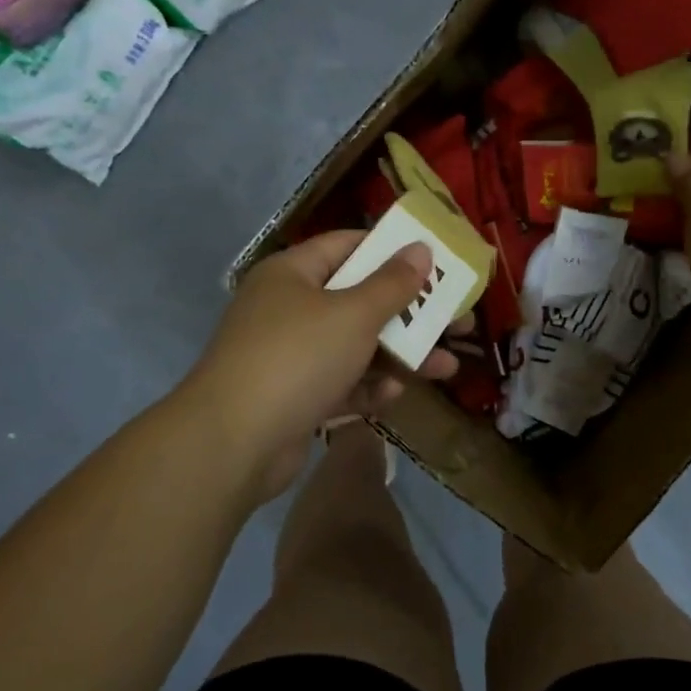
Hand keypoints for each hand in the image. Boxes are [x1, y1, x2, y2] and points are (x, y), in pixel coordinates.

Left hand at [188, 231, 461, 501]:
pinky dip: (368, 387)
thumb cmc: (297, 358)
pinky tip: (394, 394)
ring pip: (356, 347)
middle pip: (360, 300)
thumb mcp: (354, 314)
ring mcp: (290, 356)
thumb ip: (392, 283)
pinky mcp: (295, 398)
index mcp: (293, 274)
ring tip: (447, 368)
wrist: (232, 444)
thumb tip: (420, 248)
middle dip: (411, 314)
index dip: (394, 250)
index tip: (436, 262)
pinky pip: (341, 384)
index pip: (349, 246)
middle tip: (458, 321)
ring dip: (400, 356)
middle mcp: (289, 309)